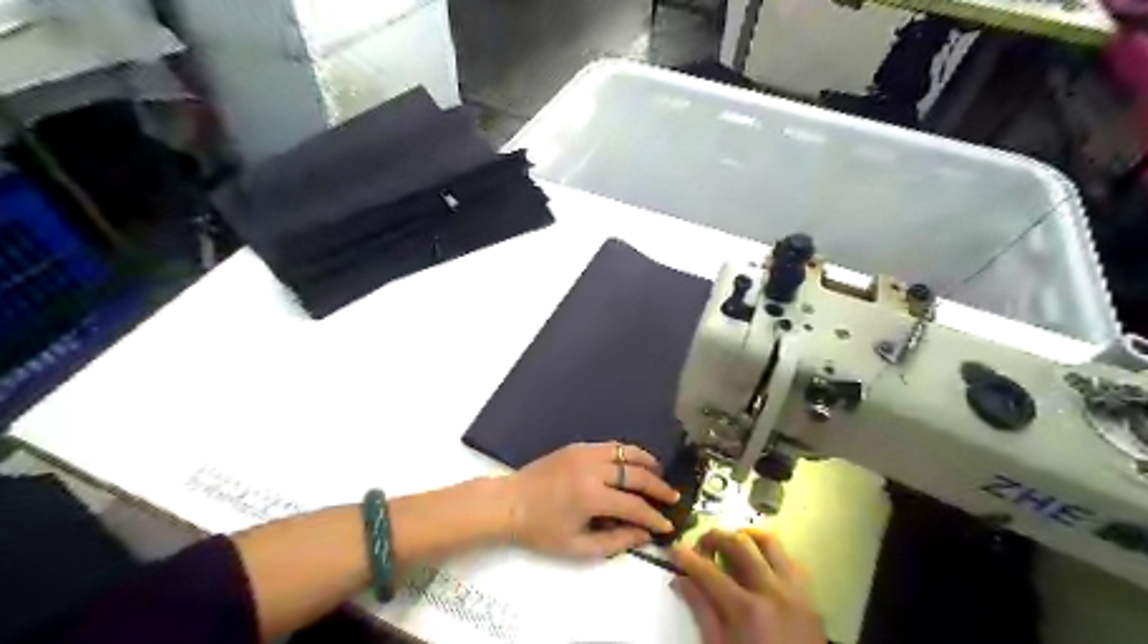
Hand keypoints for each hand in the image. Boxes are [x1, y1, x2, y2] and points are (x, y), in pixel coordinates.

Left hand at [502, 443, 679, 558]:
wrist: (509, 502)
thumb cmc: (540, 530)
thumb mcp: (577, 546)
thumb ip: (615, 540)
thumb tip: (644, 534)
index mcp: (591, 496)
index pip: (633, 505)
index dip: (653, 517)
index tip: (668, 525)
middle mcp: (592, 468)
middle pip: (636, 474)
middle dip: (658, 487)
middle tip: (673, 496)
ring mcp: (584, 452)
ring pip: (626, 451)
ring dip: (646, 462)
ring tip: (659, 473)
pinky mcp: (577, 445)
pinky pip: (610, 446)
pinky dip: (627, 453)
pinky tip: (634, 463)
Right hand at [674, 528, 824, 643]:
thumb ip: (702, 612)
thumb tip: (681, 580)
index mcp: (746, 610)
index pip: (708, 571)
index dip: (686, 557)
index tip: (673, 549)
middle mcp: (772, 591)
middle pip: (738, 544)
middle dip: (714, 537)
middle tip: (701, 546)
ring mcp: (795, 591)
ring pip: (769, 541)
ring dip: (745, 536)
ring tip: (731, 544)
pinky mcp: (809, 596)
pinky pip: (790, 560)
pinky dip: (771, 554)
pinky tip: (759, 563)